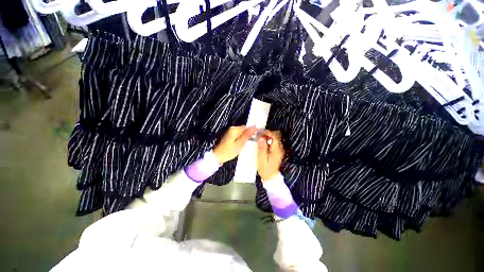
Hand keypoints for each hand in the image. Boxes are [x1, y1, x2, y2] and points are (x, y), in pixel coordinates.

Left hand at [213, 125, 257, 163]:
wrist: (218, 157)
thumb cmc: (229, 151)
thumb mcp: (240, 144)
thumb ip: (247, 135)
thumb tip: (254, 127)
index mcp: (234, 129)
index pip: (247, 127)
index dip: (253, 131)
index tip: (259, 135)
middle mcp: (232, 129)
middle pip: (244, 129)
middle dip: (249, 134)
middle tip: (255, 141)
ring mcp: (230, 132)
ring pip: (241, 133)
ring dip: (246, 137)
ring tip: (251, 143)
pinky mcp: (230, 137)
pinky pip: (238, 136)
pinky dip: (242, 139)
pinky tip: (244, 144)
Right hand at [257, 130, 284, 180]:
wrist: (271, 177)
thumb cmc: (265, 170)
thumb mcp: (261, 159)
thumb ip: (261, 148)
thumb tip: (261, 138)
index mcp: (276, 150)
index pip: (275, 136)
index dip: (268, 132)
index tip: (260, 132)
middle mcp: (280, 148)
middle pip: (277, 135)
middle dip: (268, 133)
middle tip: (259, 135)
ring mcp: (279, 150)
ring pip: (275, 138)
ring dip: (268, 136)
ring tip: (260, 138)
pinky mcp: (277, 151)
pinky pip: (274, 142)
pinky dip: (268, 140)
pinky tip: (263, 143)